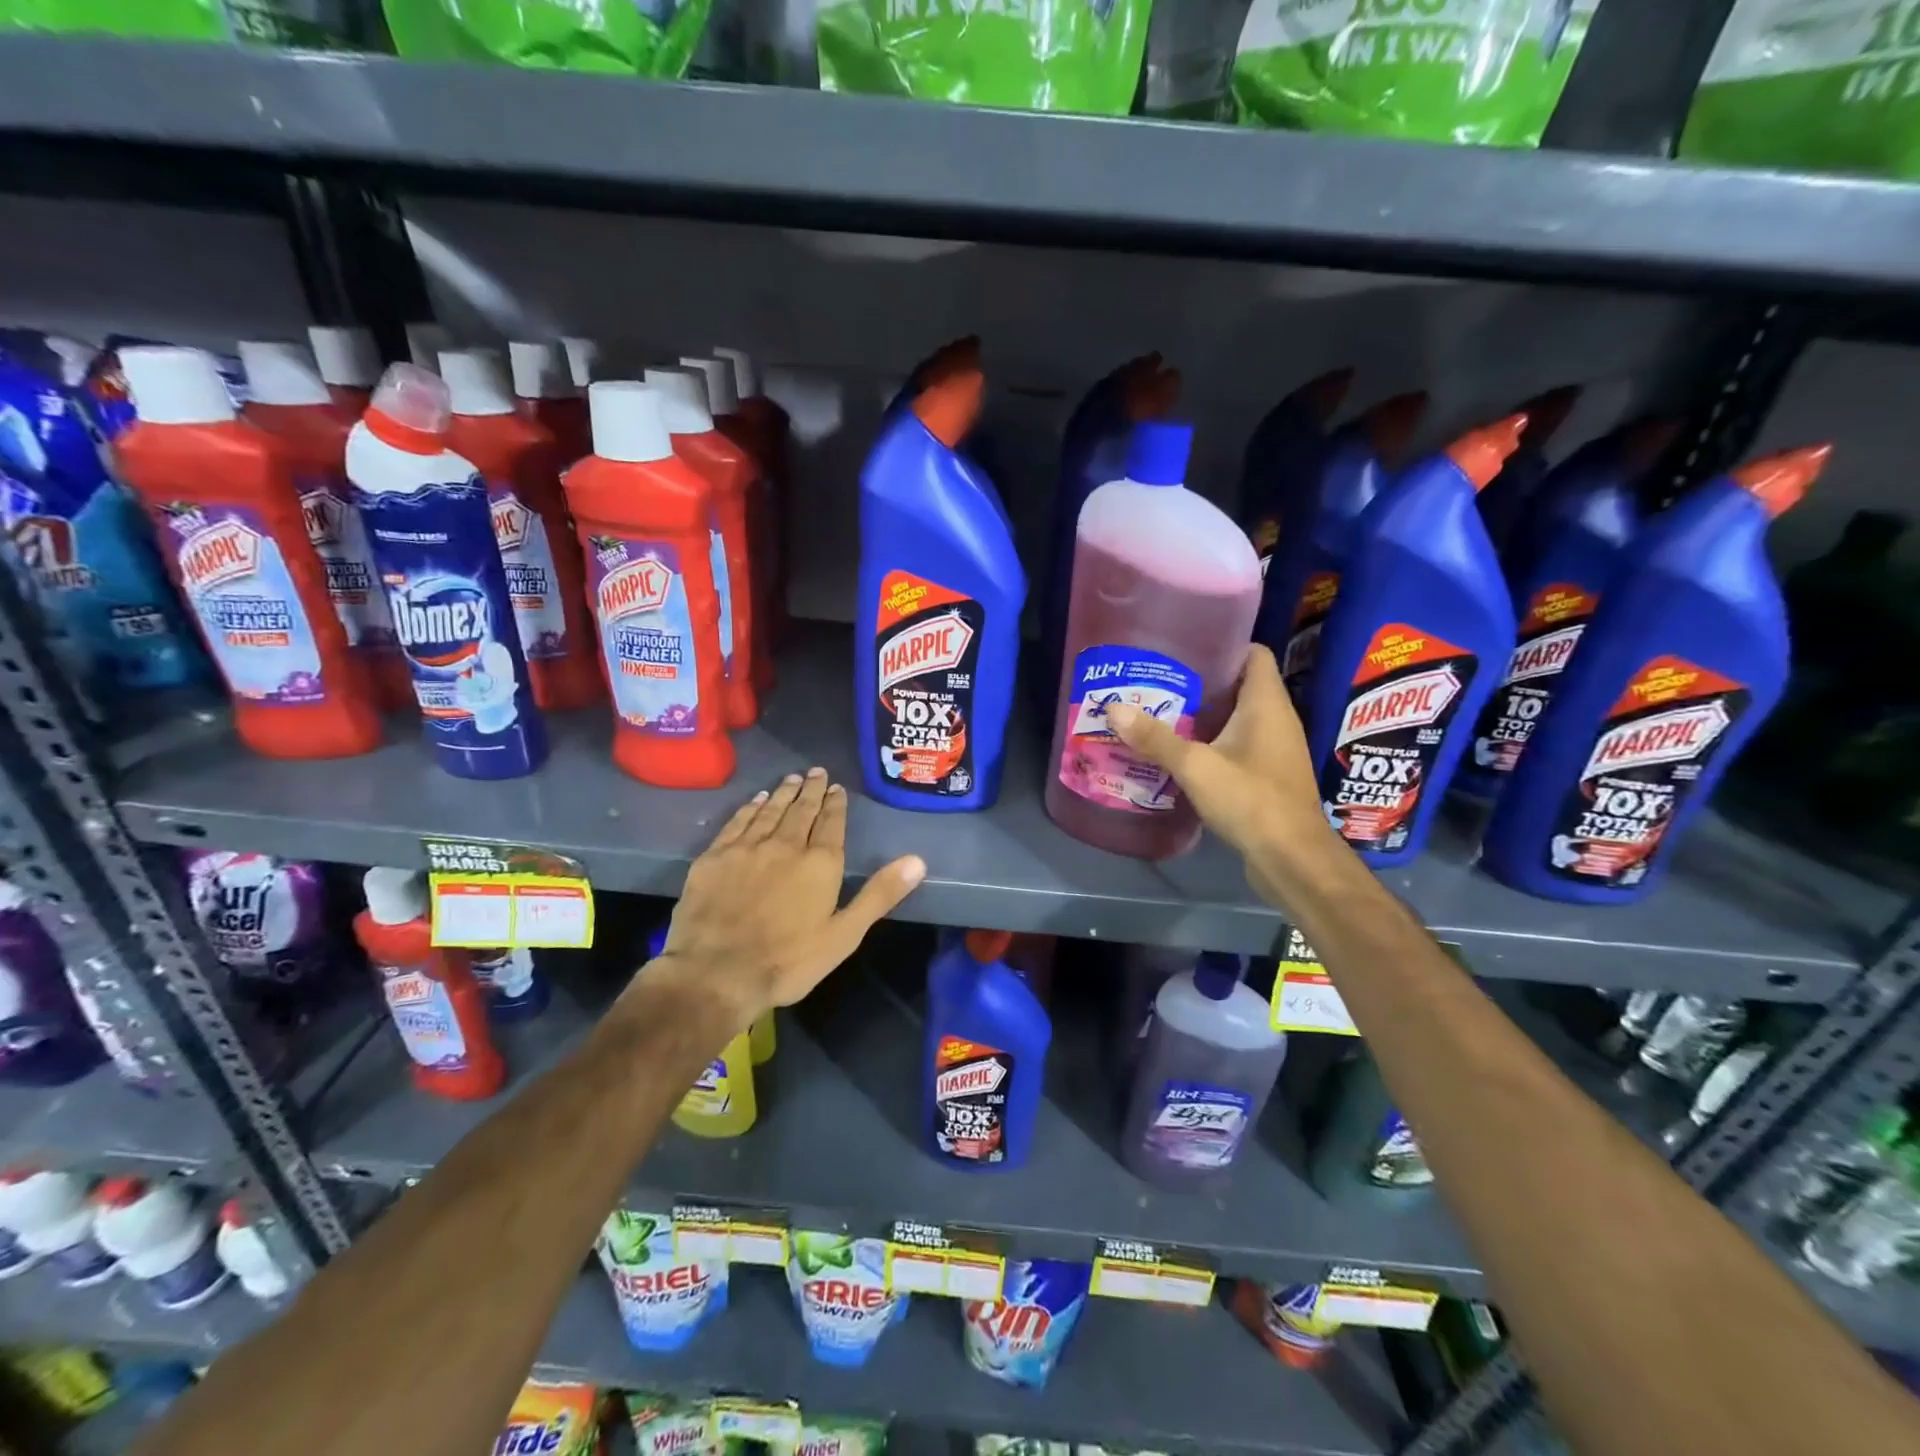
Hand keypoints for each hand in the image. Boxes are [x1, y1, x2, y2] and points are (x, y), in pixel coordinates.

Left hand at [653, 767, 925, 1025]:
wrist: (716, 973)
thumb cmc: (788, 961)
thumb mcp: (844, 935)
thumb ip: (879, 894)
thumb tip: (917, 861)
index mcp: (820, 863)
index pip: (831, 822)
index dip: (835, 803)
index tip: (837, 787)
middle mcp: (785, 845)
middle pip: (801, 809)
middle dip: (811, 789)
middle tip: (816, 772)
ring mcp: (746, 848)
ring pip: (770, 810)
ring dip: (783, 793)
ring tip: (792, 778)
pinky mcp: (715, 856)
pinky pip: (737, 822)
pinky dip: (750, 807)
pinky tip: (756, 800)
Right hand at [1105, 644, 1333, 902]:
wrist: (1291, 858)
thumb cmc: (1250, 800)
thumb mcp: (1196, 766)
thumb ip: (1155, 738)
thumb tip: (1113, 709)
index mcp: (1267, 704)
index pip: (1253, 654)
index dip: (1223, 645)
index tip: (1184, 648)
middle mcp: (1276, 719)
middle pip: (1240, 686)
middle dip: (1202, 683)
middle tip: (1159, 682)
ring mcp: (1275, 749)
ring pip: (1238, 718)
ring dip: (1205, 716)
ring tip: (1162, 713)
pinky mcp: (1269, 775)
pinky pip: (1239, 745)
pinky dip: (1213, 743)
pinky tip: (1182, 753)